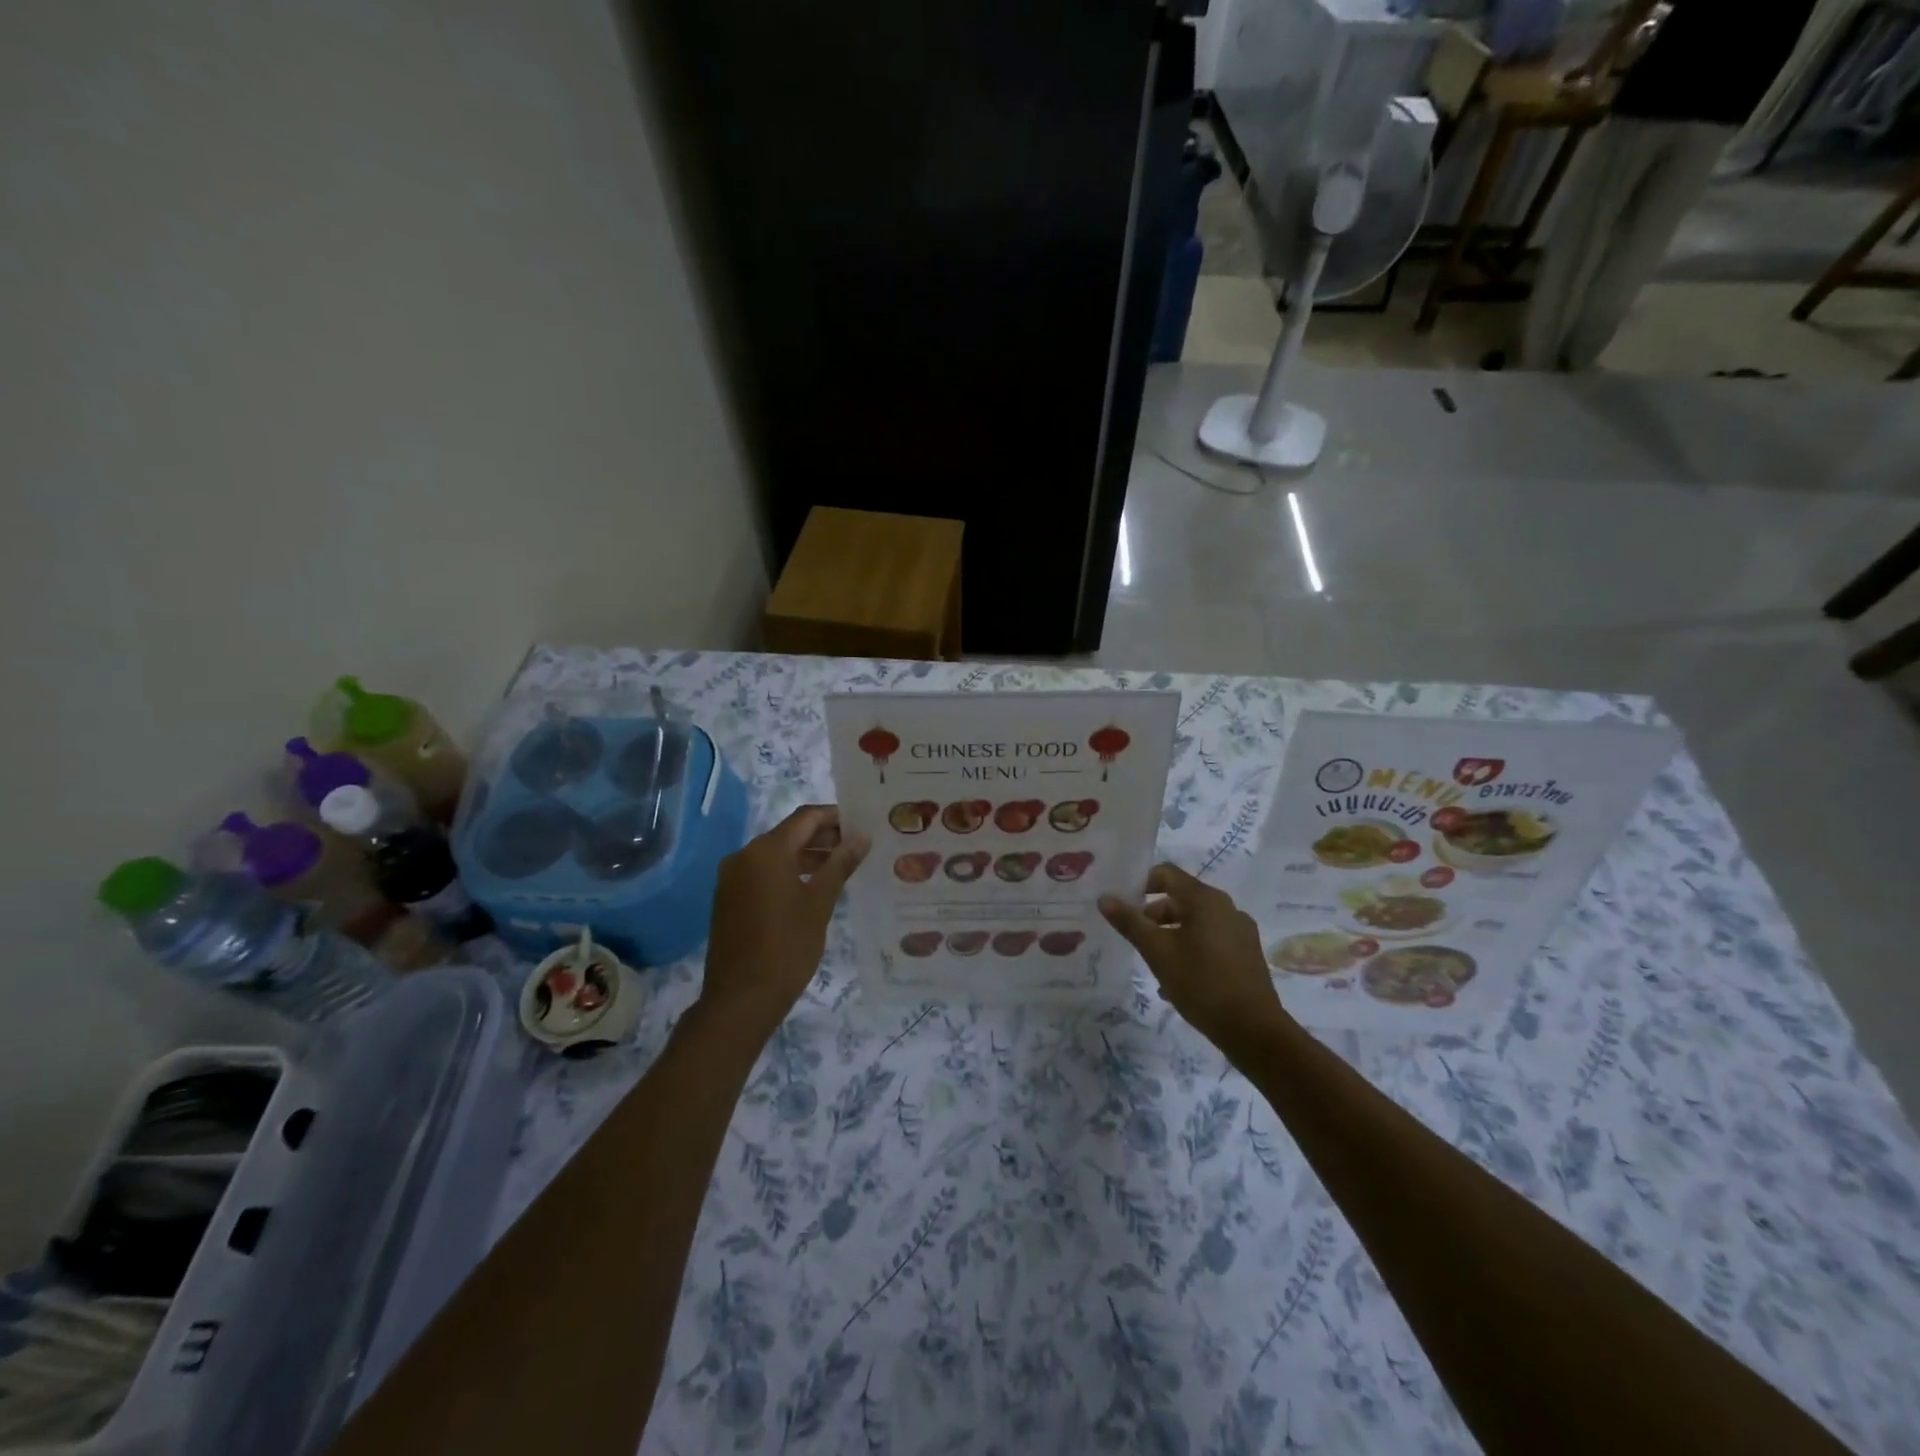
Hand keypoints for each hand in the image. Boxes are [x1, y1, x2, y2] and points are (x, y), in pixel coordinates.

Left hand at [696, 805, 867, 1042]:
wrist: (741, 999)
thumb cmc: (787, 947)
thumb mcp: (820, 903)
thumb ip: (840, 864)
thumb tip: (861, 837)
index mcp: (766, 851)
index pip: (805, 818)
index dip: (835, 816)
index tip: (862, 822)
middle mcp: (744, 856)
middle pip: (790, 834)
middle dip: (824, 837)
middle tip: (858, 846)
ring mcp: (732, 878)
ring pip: (776, 855)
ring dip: (808, 856)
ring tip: (843, 866)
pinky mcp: (730, 899)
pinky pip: (764, 874)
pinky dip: (789, 873)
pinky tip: (814, 887)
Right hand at [1100, 864, 1288, 1054]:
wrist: (1253, 1030)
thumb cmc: (1201, 983)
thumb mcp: (1157, 952)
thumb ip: (1130, 922)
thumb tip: (1104, 898)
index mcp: (1205, 899)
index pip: (1166, 874)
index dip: (1140, 883)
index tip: (1122, 904)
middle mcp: (1226, 907)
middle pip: (1181, 898)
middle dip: (1154, 915)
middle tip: (1135, 938)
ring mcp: (1240, 931)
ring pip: (1196, 922)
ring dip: (1171, 934)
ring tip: (1154, 962)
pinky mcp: (1247, 954)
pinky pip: (1211, 940)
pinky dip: (1191, 948)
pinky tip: (1179, 979)